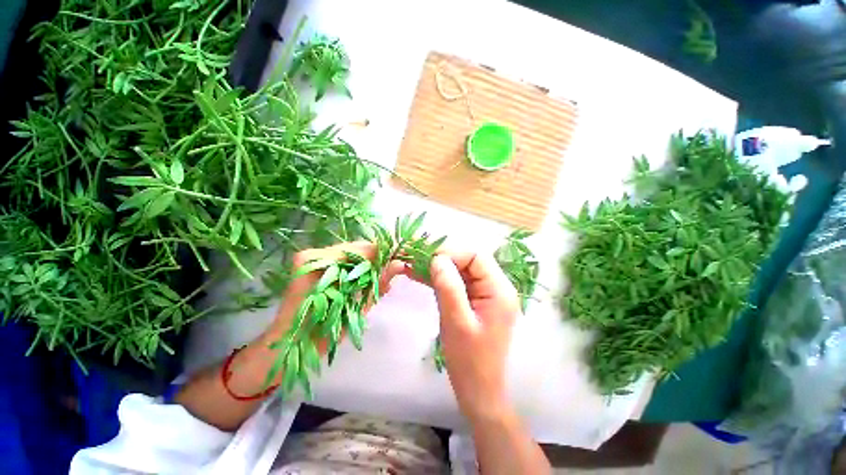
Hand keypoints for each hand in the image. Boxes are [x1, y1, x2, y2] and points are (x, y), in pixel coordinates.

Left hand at [266, 241, 405, 353]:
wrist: (287, 346)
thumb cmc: (318, 335)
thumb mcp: (353, 309)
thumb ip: (377, 283)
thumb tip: (400, 265)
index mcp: (318, 263)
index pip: (359, 249)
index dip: (381, 254)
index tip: (397, 261)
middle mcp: (312, 254)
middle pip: (355, 248)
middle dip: (374, 259)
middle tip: (389, 270)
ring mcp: (310, 258)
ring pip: (350, 254)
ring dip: (366, 264)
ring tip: (378, 276)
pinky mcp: (311, 264)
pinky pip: (342, 260)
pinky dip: (355, 267)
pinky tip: (363, 279)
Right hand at [427, 251, 520, 422]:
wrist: (478, 391)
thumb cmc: (470, 361)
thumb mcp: (457, 322)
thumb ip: (448, 287)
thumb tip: (437, 259)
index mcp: (499, 290)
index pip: (476, 257)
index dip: (451, 253)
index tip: (427, 258)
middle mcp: (494, 287)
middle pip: (467, 260)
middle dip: (441, 258)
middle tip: (415, 258)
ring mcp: (483, 294)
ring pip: (458, 270)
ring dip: (436, 267)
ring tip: (412, 263)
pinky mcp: (472, 301)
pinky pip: (455, 282)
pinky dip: (437, 278)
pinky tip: (419, 275)